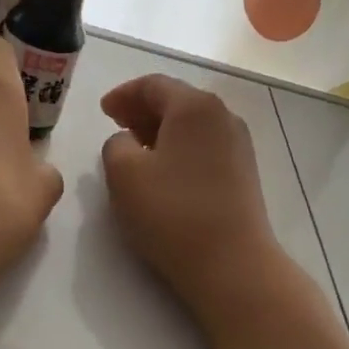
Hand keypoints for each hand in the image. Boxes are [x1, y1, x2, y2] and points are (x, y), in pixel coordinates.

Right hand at [99, 75, 285, 322]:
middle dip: (143, 110)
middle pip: (177, 101)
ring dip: (162, 131)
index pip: (153, 85)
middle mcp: (223, 116)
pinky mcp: (244, 173)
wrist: (231, 263)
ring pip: (192, 125)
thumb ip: (115, 145)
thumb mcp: (123, 174)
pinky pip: (205, 147)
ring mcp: (239, 145)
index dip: (123, 94)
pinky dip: (181, 148)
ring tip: (137, 149)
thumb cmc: (172, 213)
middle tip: (117, 125)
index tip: (103, 111)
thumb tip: (128, 142)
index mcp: (194, 106)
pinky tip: (166, 171)